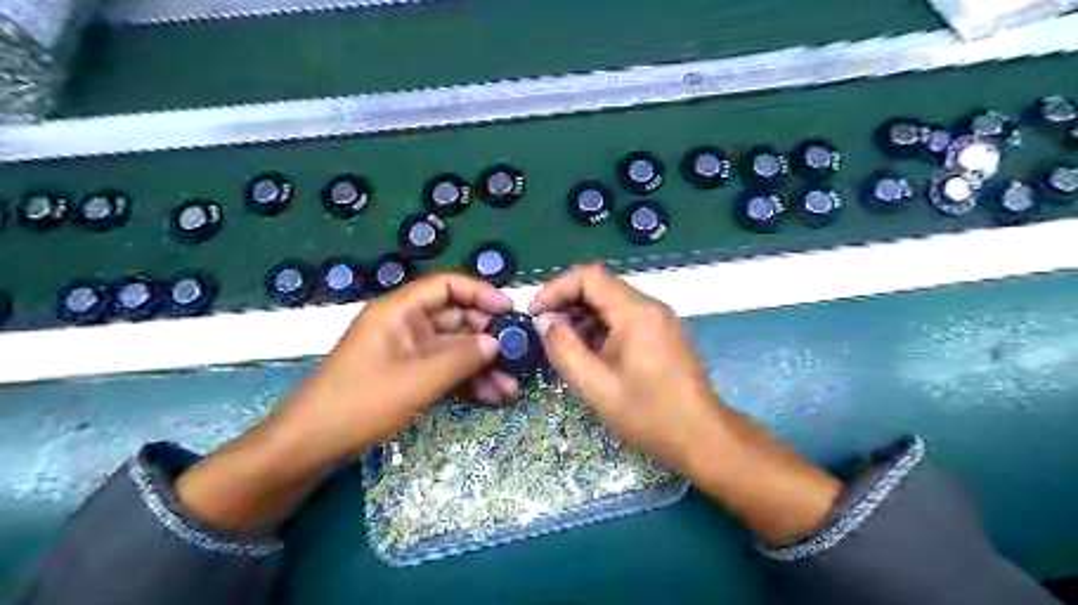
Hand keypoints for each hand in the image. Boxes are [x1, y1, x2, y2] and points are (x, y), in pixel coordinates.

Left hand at [177, 273, 515, 534]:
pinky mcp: (409, 377)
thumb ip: (461, 358)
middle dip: (487, 338)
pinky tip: (492, 398)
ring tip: (510, 389)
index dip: (480, 293)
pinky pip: (445, 372)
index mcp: (399, 311)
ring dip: (482, 366)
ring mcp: (408, 354)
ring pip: (454, 350)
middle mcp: (406, 326)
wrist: (312, 446)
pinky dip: (467, 382)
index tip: (508, 312)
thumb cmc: (360, 403)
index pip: (446, 286)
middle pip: (456, 319)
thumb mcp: (417, 380)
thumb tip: (496, 342)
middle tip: (516, 356)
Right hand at [530, 264, 840, 542]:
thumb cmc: (648, 414)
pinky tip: (589, 353)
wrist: (702, 437)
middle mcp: (650, 306)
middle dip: (568, 303)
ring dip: (583, 317)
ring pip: (611, 302)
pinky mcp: (662, 333)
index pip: (589, 276)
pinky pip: (624, 318)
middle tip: (546, 331)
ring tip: (564, 346)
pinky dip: (601, 328)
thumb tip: (545, 322)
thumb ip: (564, 349)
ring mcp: (659, 319)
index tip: (536, 312)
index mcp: (636, 313)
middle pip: (600, 287)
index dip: (557, 288)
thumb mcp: (595, 385)